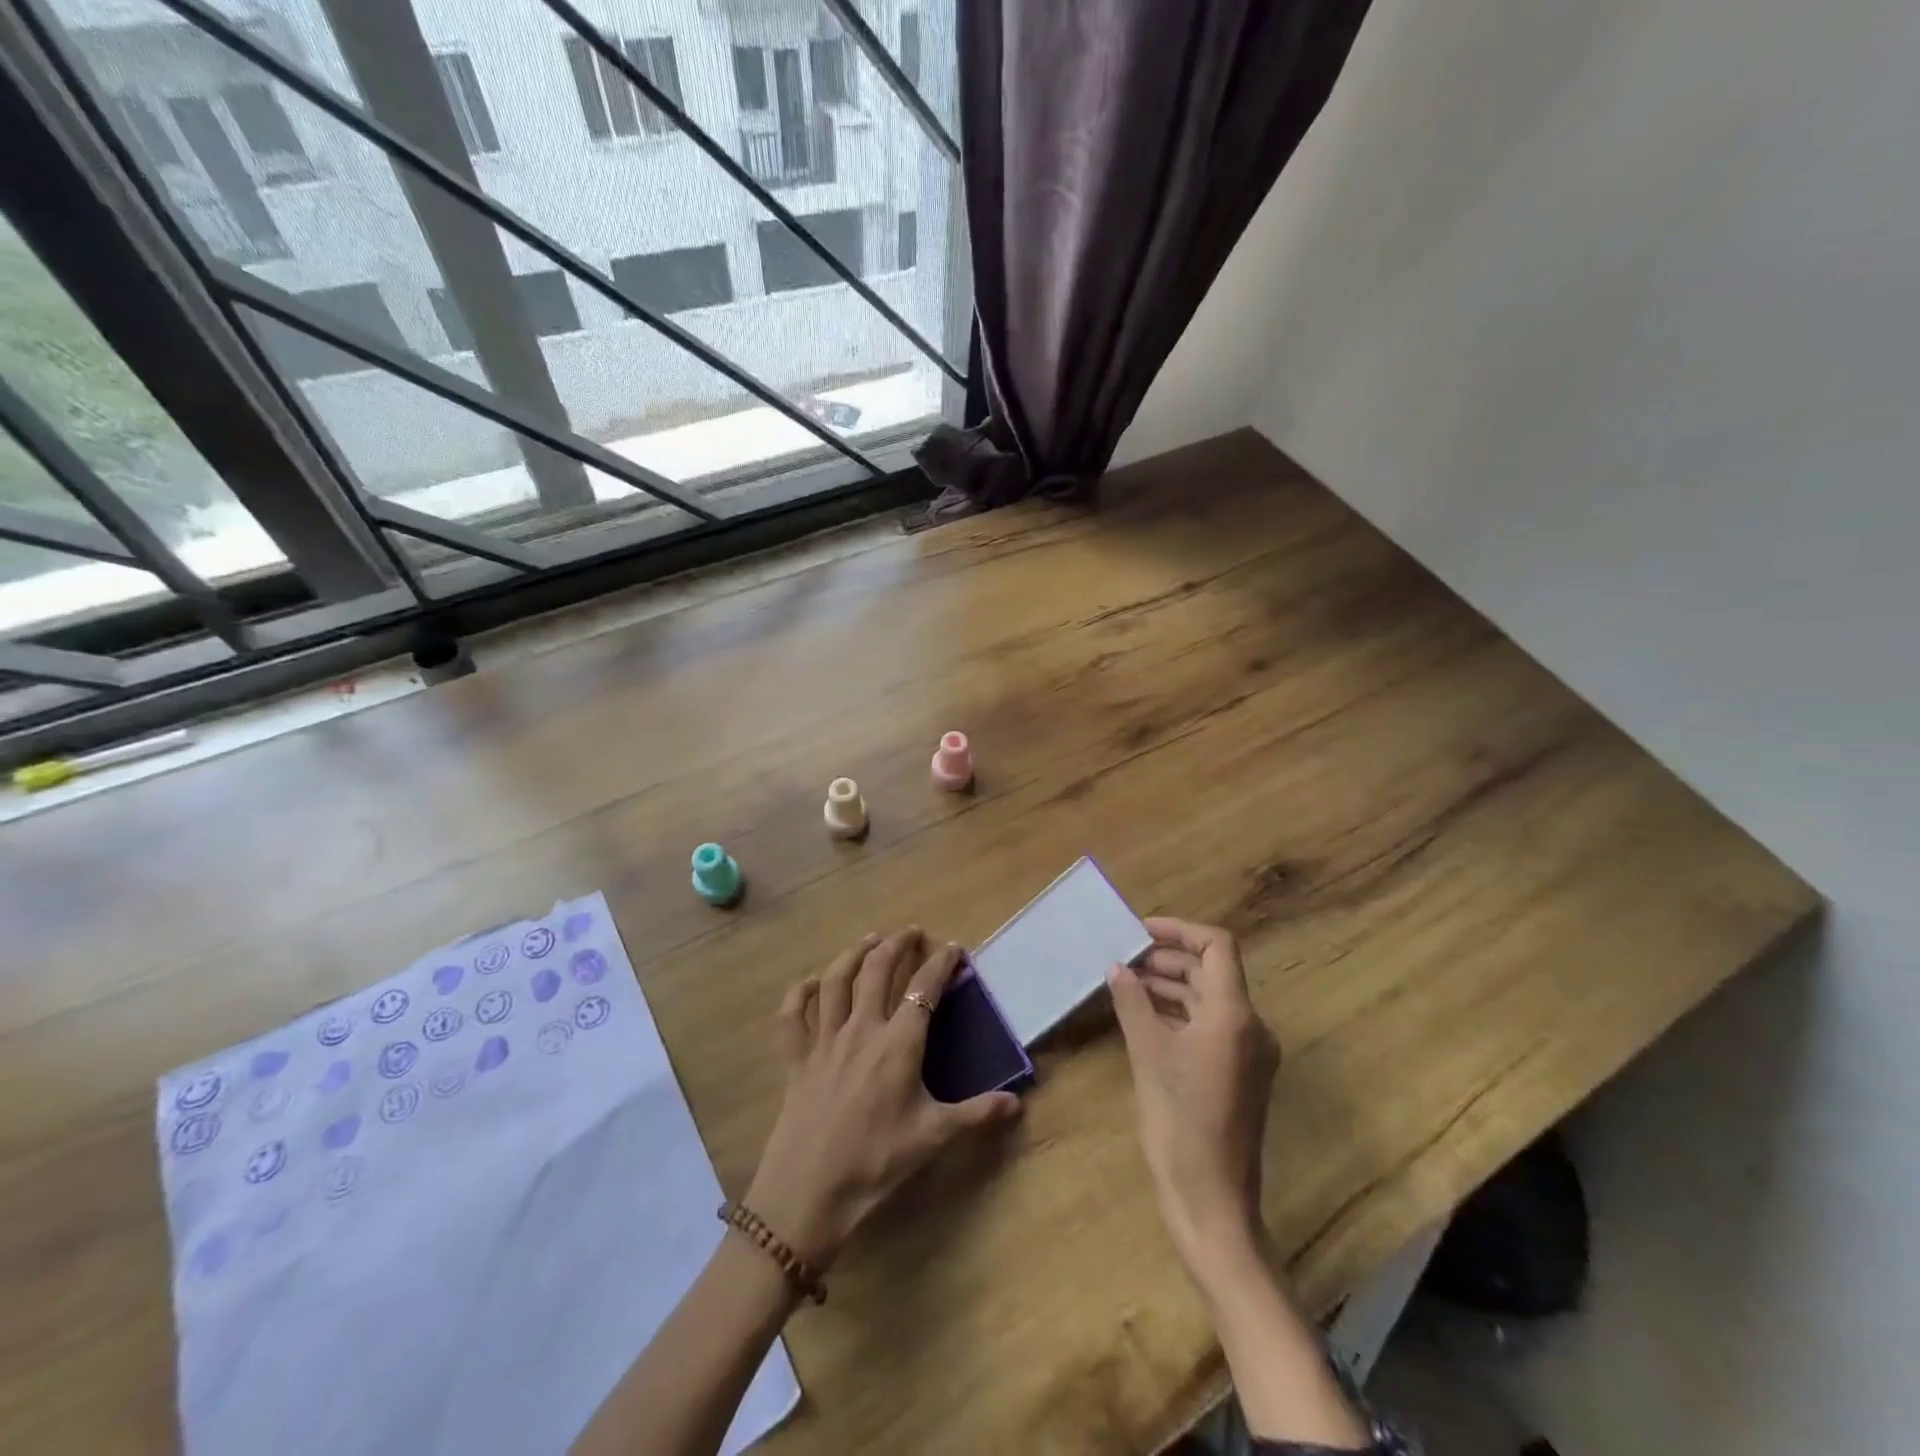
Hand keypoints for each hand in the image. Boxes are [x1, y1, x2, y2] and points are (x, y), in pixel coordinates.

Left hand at [745, 929, 1020, 1267]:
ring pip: (836, 982)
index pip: (924, 989)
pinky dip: (799, 994)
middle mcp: (861, 1029)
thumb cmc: (876, 1162)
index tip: (954, 948)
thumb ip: (976, 1114)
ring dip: (853, 954)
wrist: (809, 1193)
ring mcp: (825, 1041)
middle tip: (910, 932)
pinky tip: (809, 984)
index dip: (941, 964)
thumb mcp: (933, 1138)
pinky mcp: (797, 1060)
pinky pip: (793, 1017)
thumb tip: (1017, 1102)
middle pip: (877, 971)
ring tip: (869, 940)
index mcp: (898, 1044)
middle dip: (896, 945)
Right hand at [1108, 917, 1280, 1277]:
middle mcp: (1250, 1026)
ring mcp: (1248, 1052)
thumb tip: (1117, 966)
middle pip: (1211, 971)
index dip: (1179, 930)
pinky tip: (1143, 1018)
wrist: (1211, 1200)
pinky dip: (1178, 1014)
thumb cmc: (1180, 1122)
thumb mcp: (1148, 1054)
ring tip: (1125, 985)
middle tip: (1122, 960)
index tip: (1139, 932)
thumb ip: (1132, 1002)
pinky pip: (1209, 1026)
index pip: (1216, 946)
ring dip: (1170, 986)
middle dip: (1167, 960)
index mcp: (1235, 1015)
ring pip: (1208, 999)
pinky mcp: (1239, 1073)